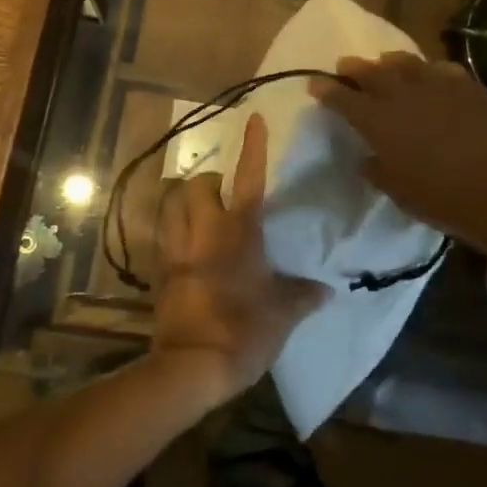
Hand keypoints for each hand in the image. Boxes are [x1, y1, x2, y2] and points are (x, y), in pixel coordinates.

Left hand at [150, 113, 329, 409]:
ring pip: (171, 205)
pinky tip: (185, 248)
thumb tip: (327, 289)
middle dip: (208, 183)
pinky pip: (162, 237)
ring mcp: (176, 249)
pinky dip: (171, 232)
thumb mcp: (284, 315)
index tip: (254, 118)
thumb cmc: (244, 331)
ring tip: (197, 213)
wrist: (191, 367)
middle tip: (222, 194)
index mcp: (238, 231)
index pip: (248, 177)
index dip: (253, 146)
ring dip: (183, 202)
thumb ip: (304, 296)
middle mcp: (203, 231)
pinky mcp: (159, 271)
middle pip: (196, 185)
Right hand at [313, 52, 486, 255]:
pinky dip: (430, 71)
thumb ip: (377, 170)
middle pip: (370, 71)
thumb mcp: (398, 192)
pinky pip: (442, 69)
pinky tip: (432, 77)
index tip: (315, 84)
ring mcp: (436, 86)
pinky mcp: (467, 87)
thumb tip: (367, 158)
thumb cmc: (442, 199)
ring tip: (385, 64)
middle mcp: (402, 95)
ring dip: (389, 63)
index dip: (326, 89)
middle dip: (353, 68)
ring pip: (405, 62)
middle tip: (344, 66)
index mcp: (378, 121)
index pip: (342, 98)